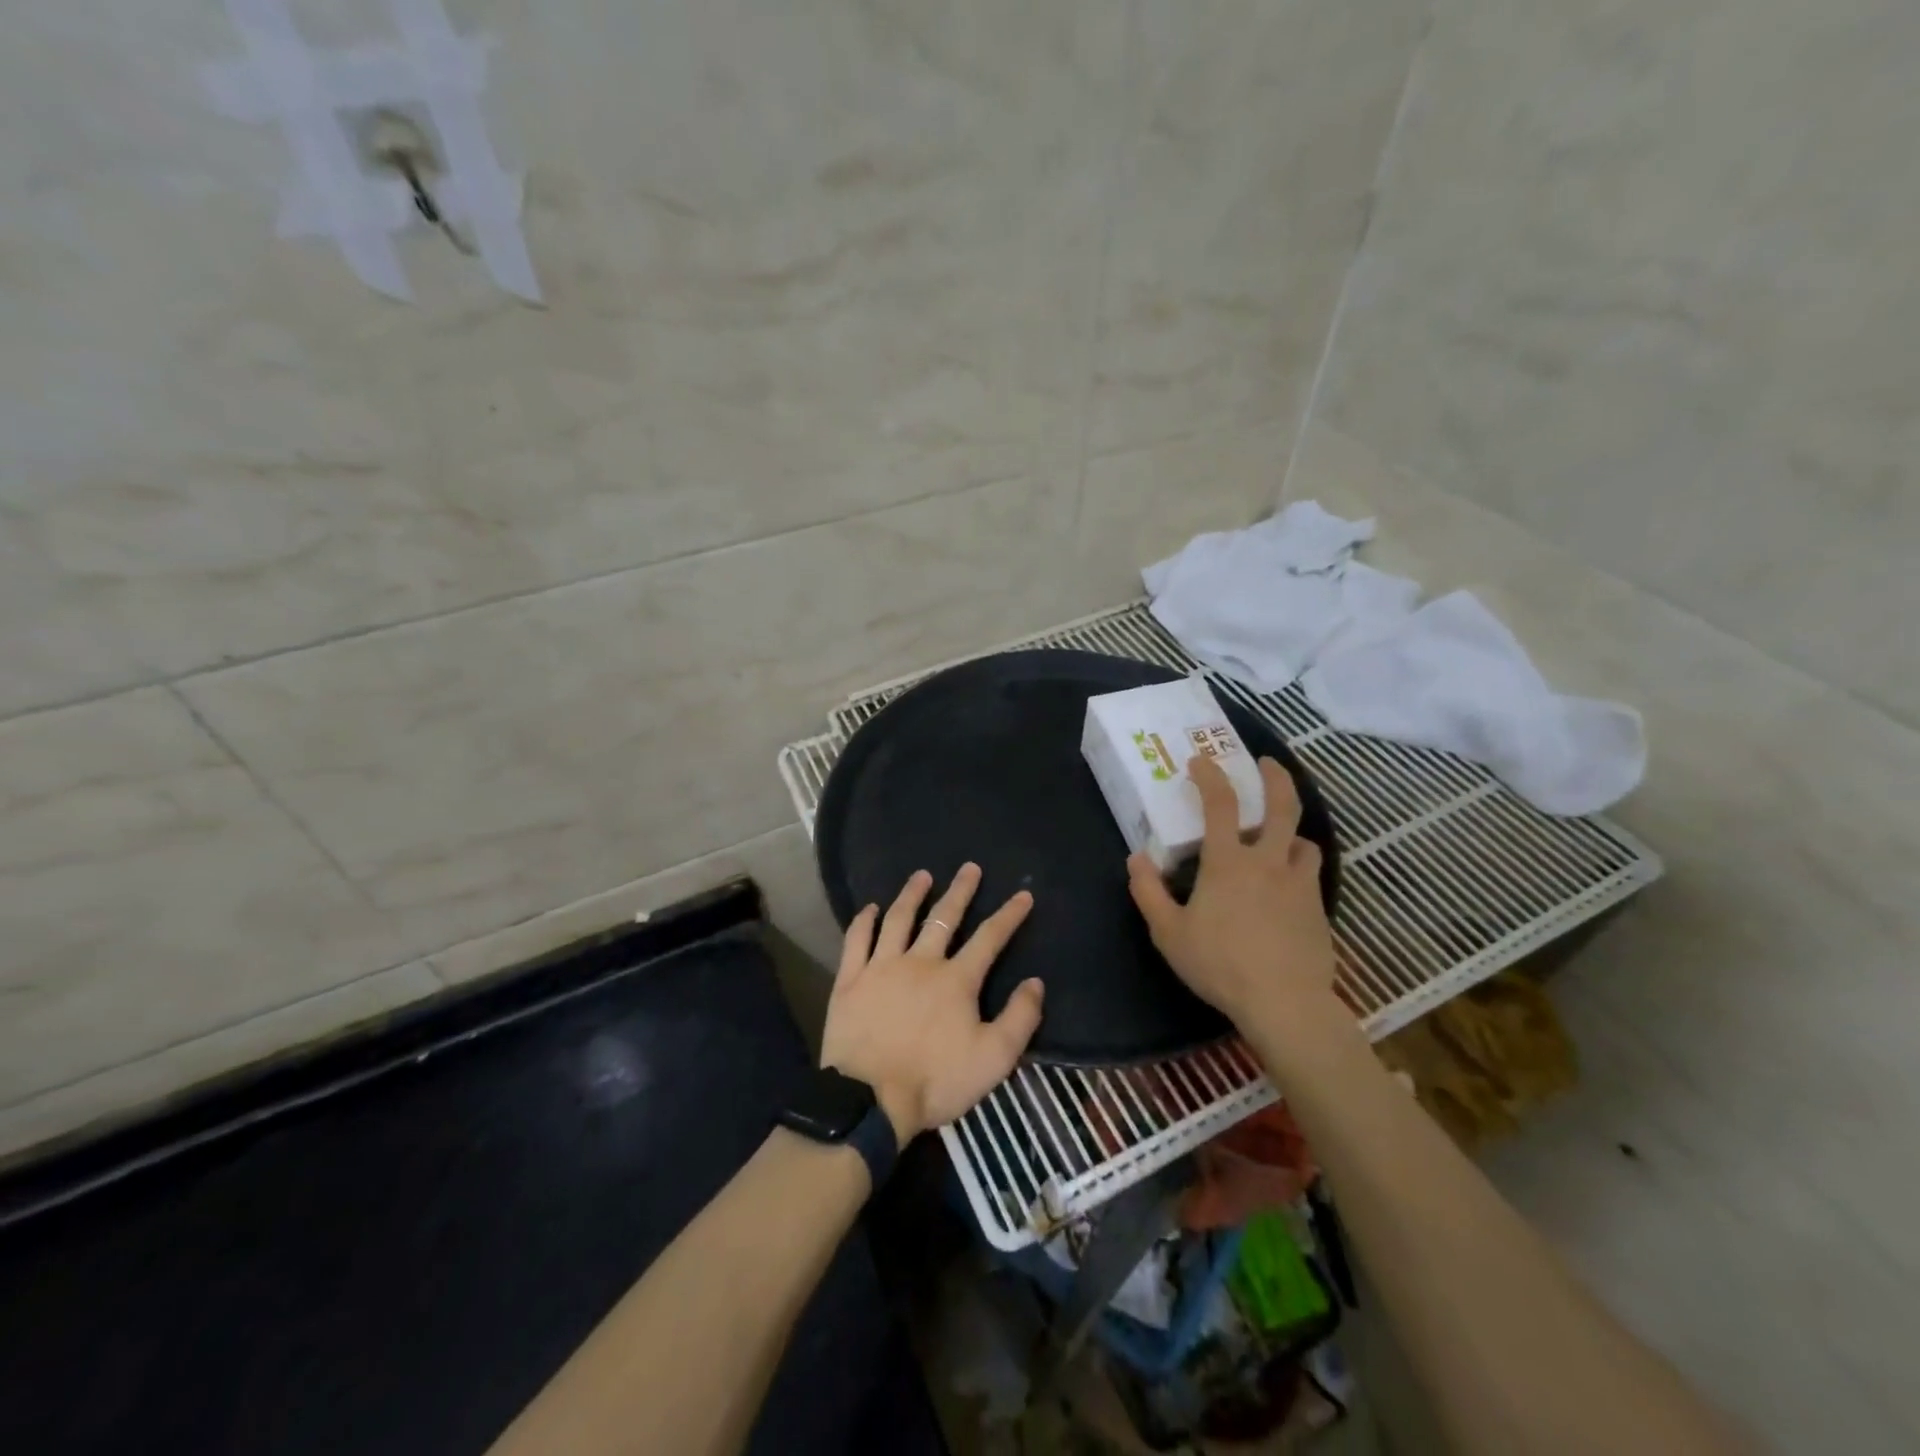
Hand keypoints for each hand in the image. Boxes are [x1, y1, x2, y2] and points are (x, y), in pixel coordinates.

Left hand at [820, 864, 1042, 1142]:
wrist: (870, 1100)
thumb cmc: (935, 1081)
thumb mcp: (994, 1059)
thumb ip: (1020, 1018)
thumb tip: (1036, 983)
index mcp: (956, 979)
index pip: (989, 938)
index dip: (1009, 915)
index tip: (1023, 895)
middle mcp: (920, 962)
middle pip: (943, 918)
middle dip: (960, 891)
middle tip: (969, 868)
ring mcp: (881, 967)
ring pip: (898, 919)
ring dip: (911, 895)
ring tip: (921, 875)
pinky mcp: (850, 980)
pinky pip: (856, 941)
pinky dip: (863, 921)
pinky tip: (869, 908)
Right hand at [1127, 754, 1339, 1047]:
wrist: (1285, 1003)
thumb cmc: (1220, 964)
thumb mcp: (1169, 932)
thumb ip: (1148, 892)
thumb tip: (1136, 859)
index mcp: (1228, 862)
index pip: (1220, 803)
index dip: (1210, 776)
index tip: (1200, 760)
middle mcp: (1268, 862)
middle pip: (1282, 806)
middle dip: (1276, 778)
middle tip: (1268, 764)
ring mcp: (1299, 884)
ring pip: (1306, 841)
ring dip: (1293, 832)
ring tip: (1282, 837)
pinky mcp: (1319, 909)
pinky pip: (1311, 875)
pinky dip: (1300, 867)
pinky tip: (1288, 886)